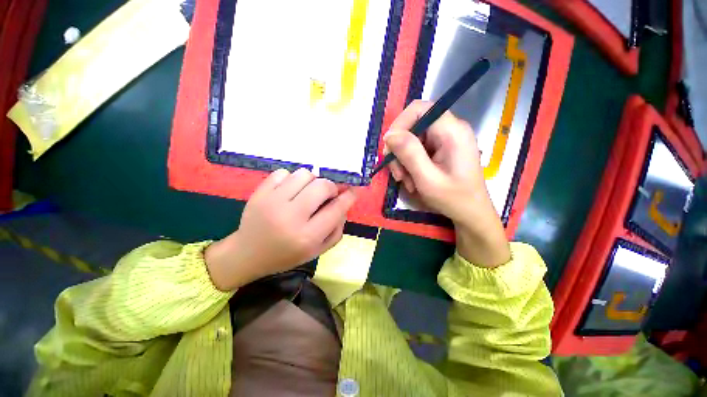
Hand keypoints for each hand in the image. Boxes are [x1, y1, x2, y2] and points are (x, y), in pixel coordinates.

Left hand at [205, 168, 357, 290]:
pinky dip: (291, 179)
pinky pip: (283, 172)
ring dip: (312, 181)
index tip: (353, 191)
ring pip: (304, 174)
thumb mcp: (318, 250)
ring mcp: (272, 202)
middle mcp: (290, 217)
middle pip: (322, 186)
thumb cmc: (287, 255)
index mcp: (307, 237)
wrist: (248, 254)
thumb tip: (344, 203)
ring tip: (307, 192)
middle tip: (328, 194)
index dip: (349, 196)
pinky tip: (290, 191)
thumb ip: (337, 229)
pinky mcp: (259, 193)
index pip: (336, 208)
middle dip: (331, 187)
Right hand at [384, 100, 509, 267]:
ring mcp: (445, 140)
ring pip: (411, 140)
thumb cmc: (454, 199)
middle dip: (399, 150)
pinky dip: (409, 165)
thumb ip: (410, 154)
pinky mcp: (440, 150)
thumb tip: (389, 135)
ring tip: (406, 181)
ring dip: (403, 161)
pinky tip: (412, 180)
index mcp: (452, 131)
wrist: (471, 214)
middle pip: (413, 126)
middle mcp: (450, 129)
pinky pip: (416, 150)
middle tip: (397, 173)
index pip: (419, 109)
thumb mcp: (428, 179)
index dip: (400, 124)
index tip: (389, 148)